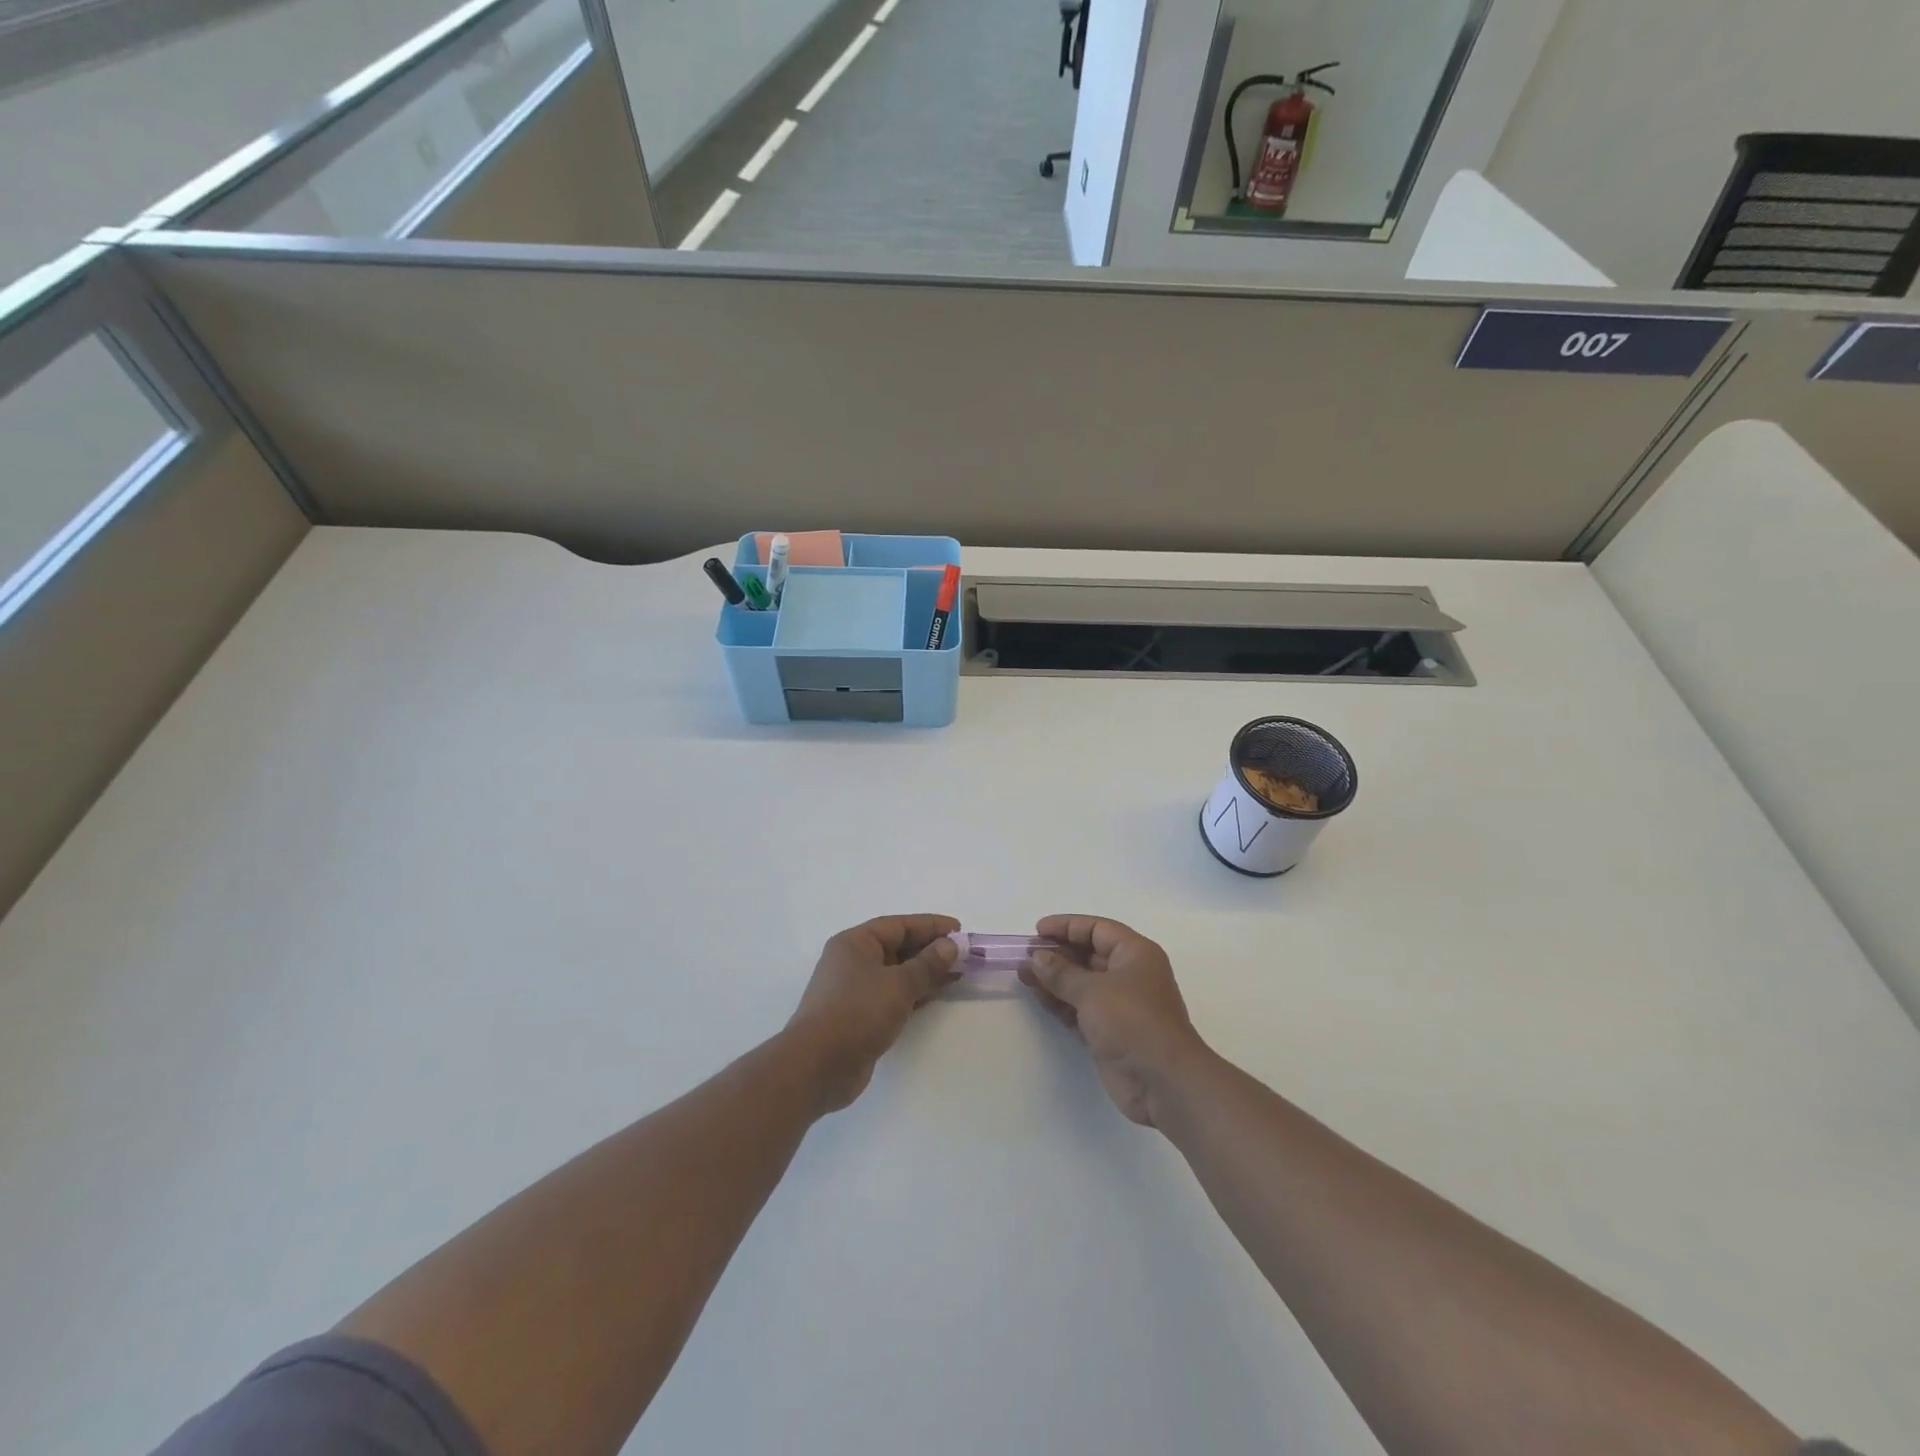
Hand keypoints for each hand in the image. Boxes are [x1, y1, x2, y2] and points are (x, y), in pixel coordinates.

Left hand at [786, 914, 960, 1112]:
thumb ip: (927, 964)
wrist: (817, 1067)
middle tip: (964, 953)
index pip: (898, 925)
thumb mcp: (897, 985)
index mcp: (855, 943)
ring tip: (959, 972)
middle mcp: (853, 961)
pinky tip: (938, 993)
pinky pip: (894, 995)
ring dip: (927, 972)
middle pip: (898, 947)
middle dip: (931, 949)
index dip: (930, 925)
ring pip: (898, 973)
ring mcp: (856, 990)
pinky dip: (916, 992)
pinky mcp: (861, 1016)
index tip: (959, 930)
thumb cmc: (856, 1013)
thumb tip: (950, 946)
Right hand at [1020, 915, 1209, 1127]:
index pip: (1097, 929)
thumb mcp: (1092, 990)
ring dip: (1054, 980)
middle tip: (1024, 957)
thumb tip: (1037, 957)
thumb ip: (1061, 972)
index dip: (1066, 926)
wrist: (1162, 1081)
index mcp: (1135, 953)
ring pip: (1082, 983)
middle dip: (1056, 955)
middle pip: (1088, 955)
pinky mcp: (1111, 1030)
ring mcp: (1120, 1004)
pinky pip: (1081, 1008)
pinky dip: (1062, 1003)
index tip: (1037, 931)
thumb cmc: (1132, 1021)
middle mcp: (1129, 974)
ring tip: (1024, 978)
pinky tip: (1041, 1000)